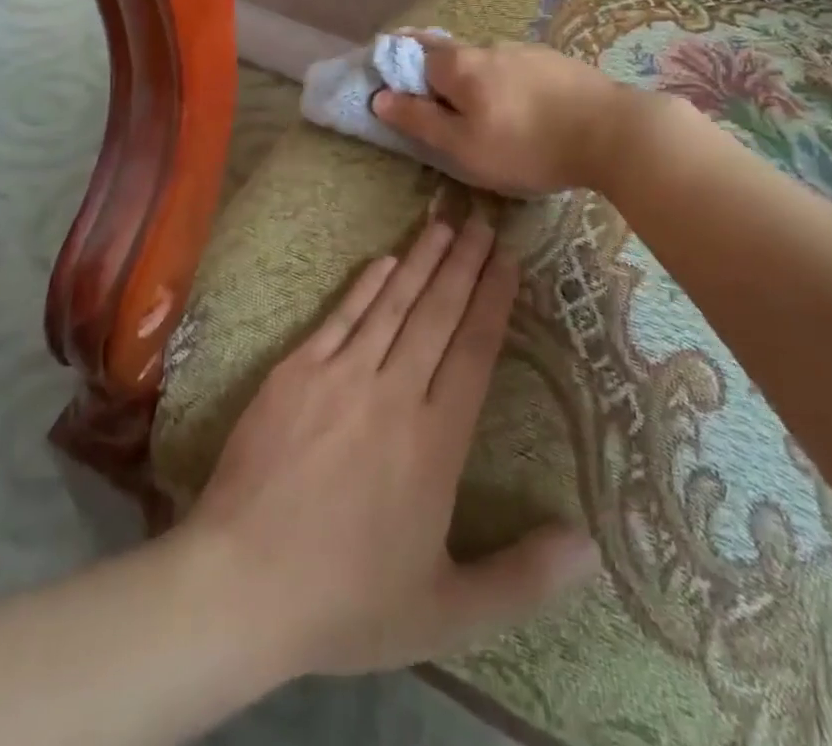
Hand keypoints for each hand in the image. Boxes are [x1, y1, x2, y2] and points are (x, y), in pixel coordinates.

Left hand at [182, 215, 598, 678]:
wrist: (241, 584)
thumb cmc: (347, 601)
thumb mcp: (446, 611)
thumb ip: (523, 578)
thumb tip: (590, 546)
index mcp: (435, 443)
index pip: (475, 352)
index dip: (494, 300)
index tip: (508, 260)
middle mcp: (394, 394)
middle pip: (438, 315)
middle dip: (465, 265)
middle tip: (483, 221)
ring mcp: (341, 376)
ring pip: (394, 305)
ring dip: (423, 261)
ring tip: (446, 224)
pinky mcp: (296, 371)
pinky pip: (342, 316)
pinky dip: (367, 285)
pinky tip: (387, 260)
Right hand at [370, 36, 637, 196]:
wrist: (614, 133)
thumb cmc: (527, 146)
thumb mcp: (463, 146)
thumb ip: (419, 121)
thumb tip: (379, 97)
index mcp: (460, 66)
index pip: (415, 54)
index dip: (399, 64)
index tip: (392, 78)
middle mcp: (489, 47)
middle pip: (450, 53)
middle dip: (434, 68)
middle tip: (434, 98)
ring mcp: (527, 50)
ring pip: (486, 61)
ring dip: (474, 78)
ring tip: (481, 109)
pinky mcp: (557, 62)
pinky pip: (516, 68)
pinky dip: (505, 82)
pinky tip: (519, 105)